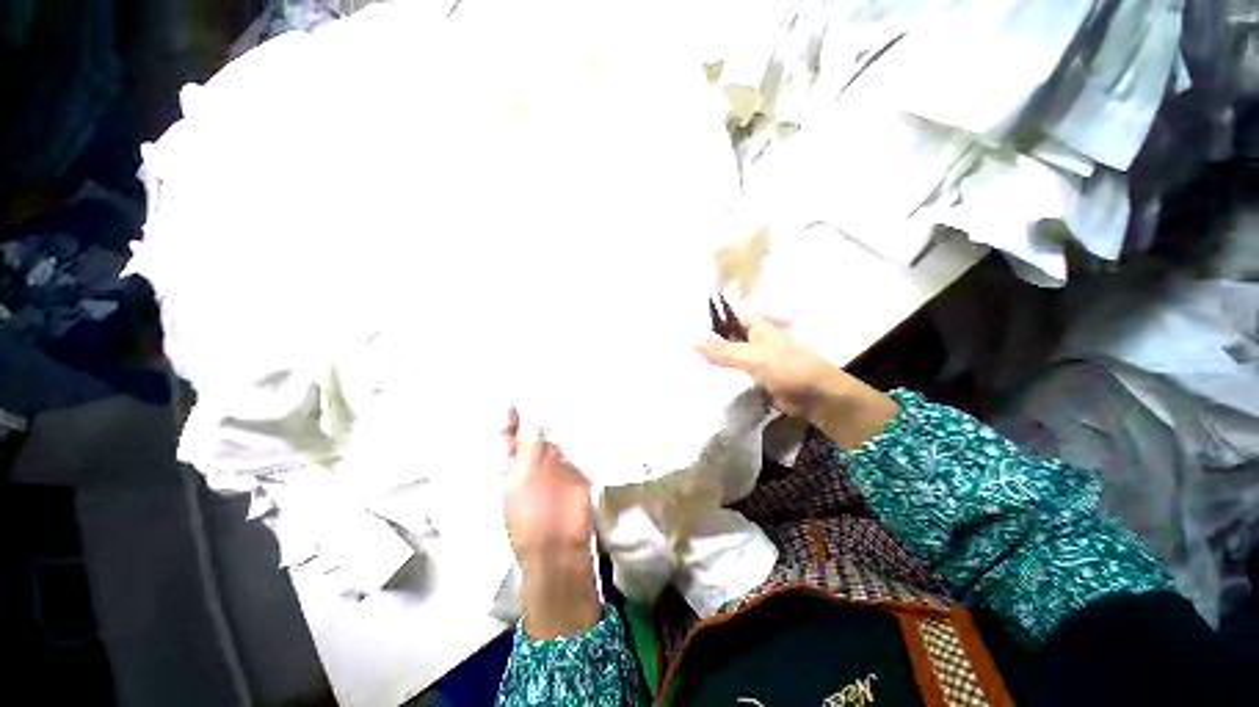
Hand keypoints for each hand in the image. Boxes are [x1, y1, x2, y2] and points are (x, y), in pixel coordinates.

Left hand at [502, 409, 599, 638]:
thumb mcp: (523, 482)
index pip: (508, 441)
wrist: (559, 548)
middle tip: (549, 394)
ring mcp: (558, 468)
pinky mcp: (579, 473)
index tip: (514, 404)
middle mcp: (535, 465)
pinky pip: (579, 450)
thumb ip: (529, 451)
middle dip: (541, 418)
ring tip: (569, 400)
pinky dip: (581, 438)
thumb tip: (535, 423)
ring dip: (562, 425)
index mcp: (514, 470)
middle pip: (536, 436)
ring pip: (559, 441)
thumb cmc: (531, 517)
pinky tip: (587, 421)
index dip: (510, 423)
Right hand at [695, 313, 849, 418]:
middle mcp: (757, 339)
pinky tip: (708, 378)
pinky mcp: (760, 377)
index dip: (712, 316)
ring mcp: (759, 359)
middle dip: (711, 339)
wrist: (817, 397)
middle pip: (729, 335)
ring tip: (690, 361)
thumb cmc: (786, 368)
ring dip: (717, 358)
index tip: (689, 323)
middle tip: (684, 345)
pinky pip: (738, 372)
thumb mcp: (751, 357)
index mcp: (757, 327)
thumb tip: (692, 340)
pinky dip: (726, 374)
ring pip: (733, 354)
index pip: (730, 315)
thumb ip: (722, 350)